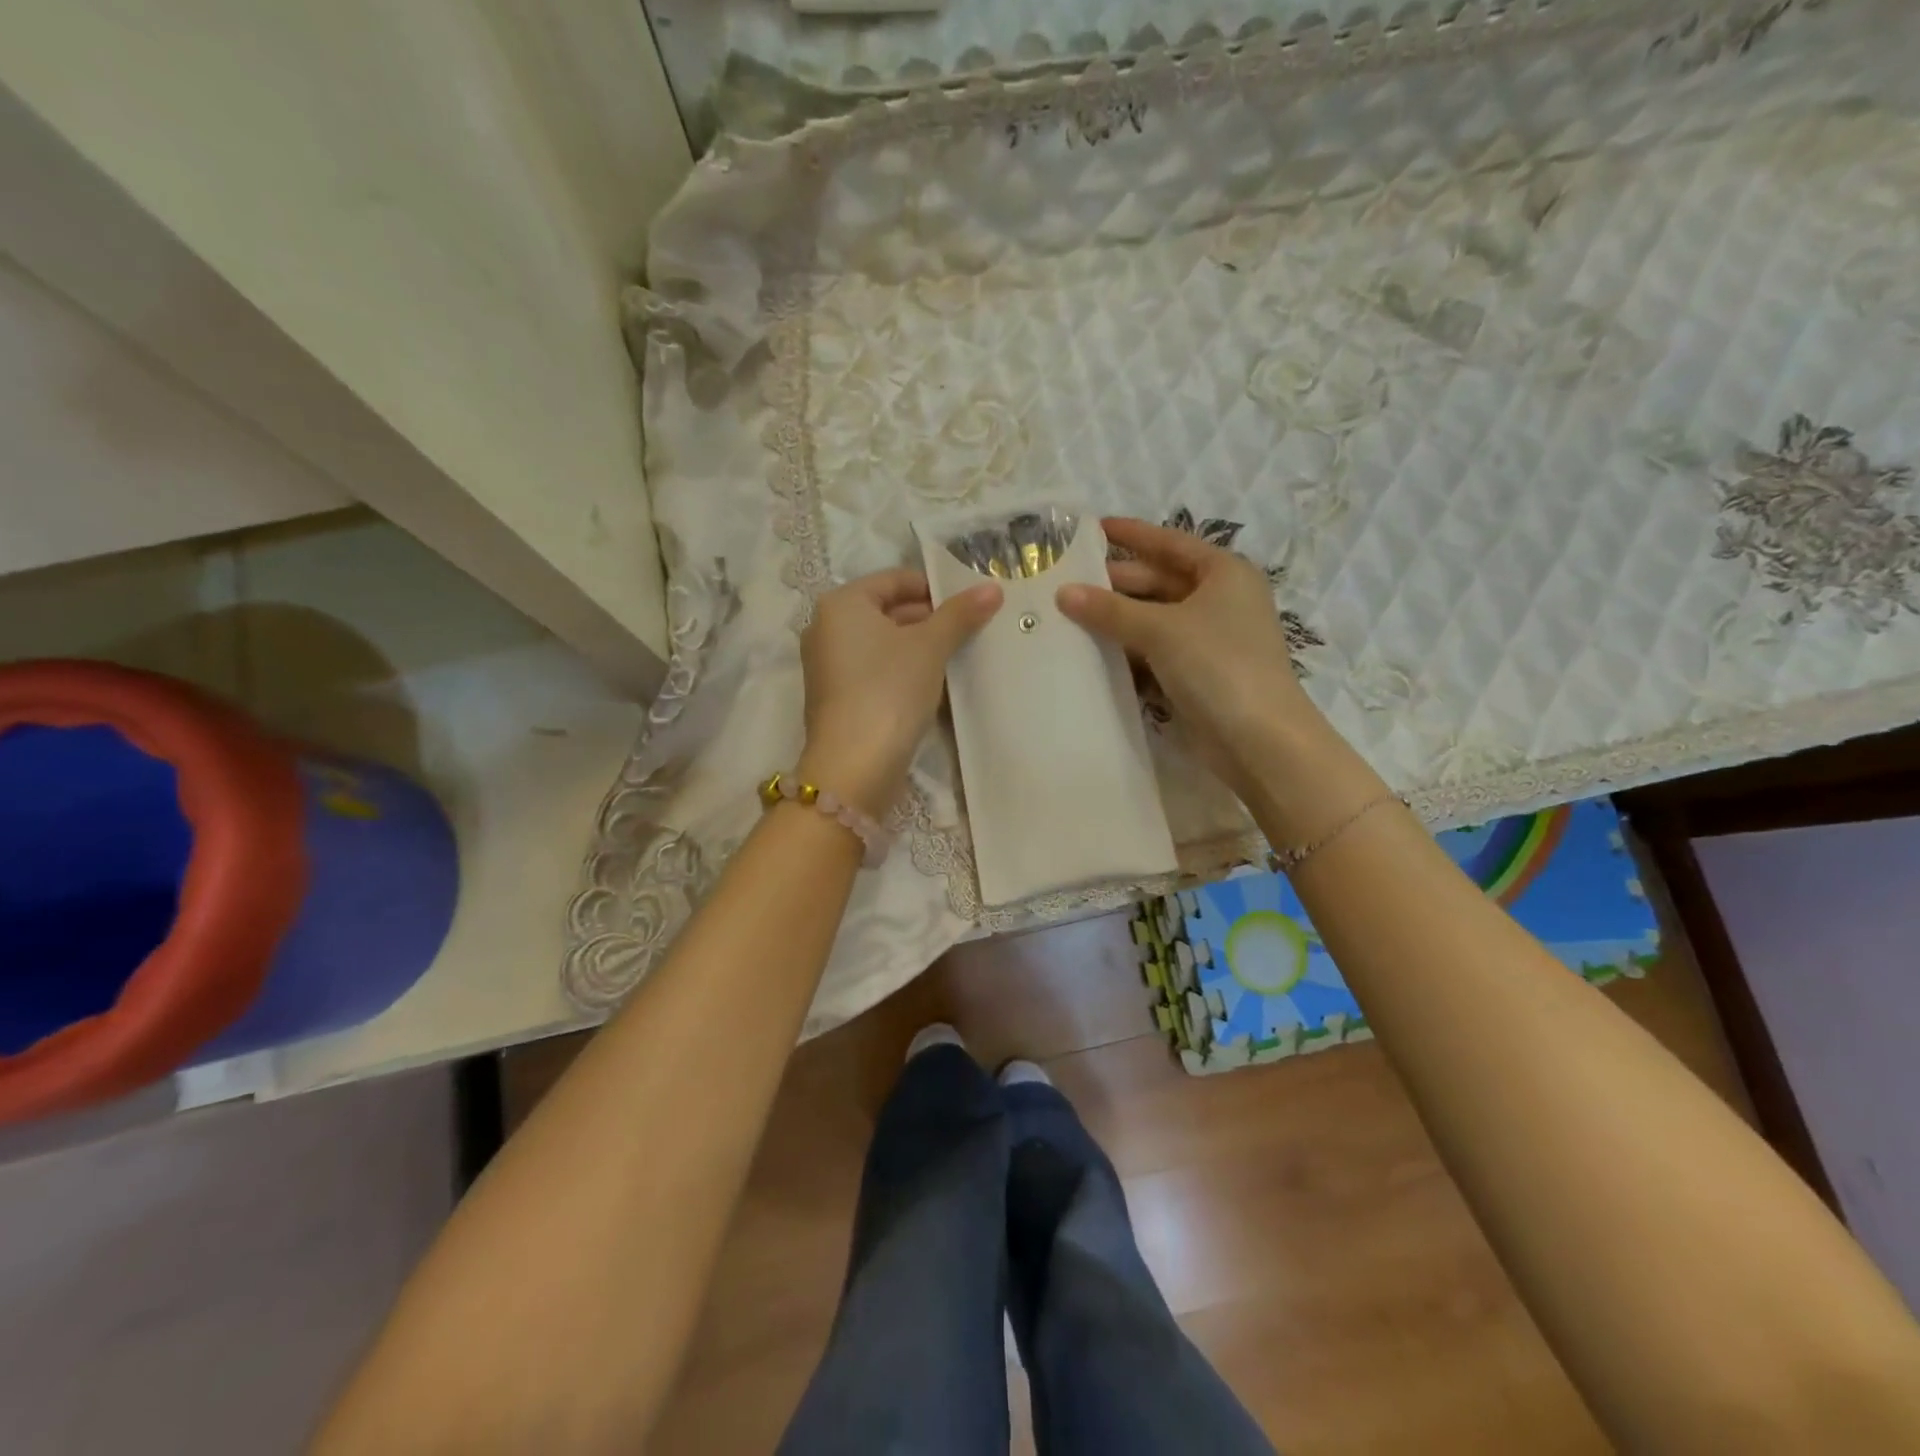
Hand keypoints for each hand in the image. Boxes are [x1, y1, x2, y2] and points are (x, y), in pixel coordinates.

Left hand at [797, 569, 1002, 816]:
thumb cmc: (889, 690)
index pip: (894, 579)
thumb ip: (960, 614)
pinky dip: (903, 672)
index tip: (969, 604)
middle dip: (930, 619)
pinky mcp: (837, 698)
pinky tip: (934, 686)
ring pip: (883, 644)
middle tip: (969, 631)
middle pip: (887, 611)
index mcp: (841, 604)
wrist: (855, 765)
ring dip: (919, 648)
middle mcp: (827, 629)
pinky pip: (875, 671)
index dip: (934, 587)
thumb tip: (992, 588)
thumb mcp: (930, 646)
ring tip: (958, 657)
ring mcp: (829, 666)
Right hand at [1056, 517, 1334, 805]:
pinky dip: (1128, 648)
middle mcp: (1218, 600)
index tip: (1091, 528)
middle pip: (1158, 581)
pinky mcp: (1197, 673)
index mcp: (1223, 573)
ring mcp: (1208, 639)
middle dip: (1115, 581)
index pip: (1169, 543)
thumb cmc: (1217, 665)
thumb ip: (1110, 610)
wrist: (1258, 739)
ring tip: (1068, 613)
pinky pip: (1155, 650)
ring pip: (1154, 618)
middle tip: (1066, 580)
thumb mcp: (1161, 629)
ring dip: (1117, 618)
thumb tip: (1063, 593)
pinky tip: (1093, 650)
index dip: (1131, 534)